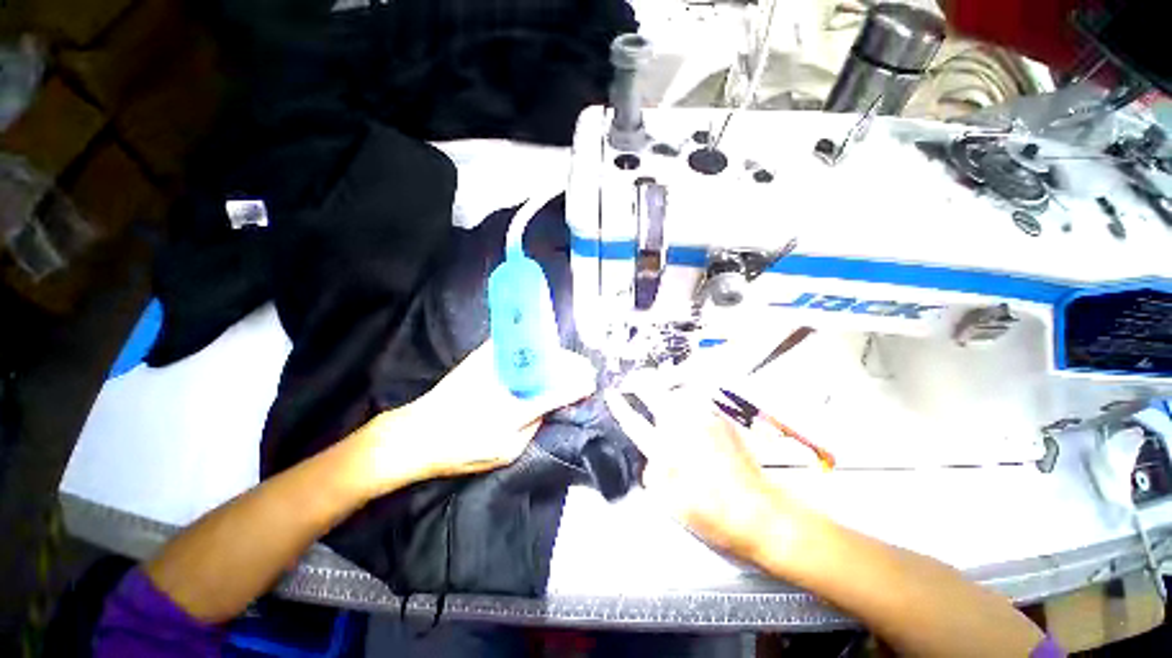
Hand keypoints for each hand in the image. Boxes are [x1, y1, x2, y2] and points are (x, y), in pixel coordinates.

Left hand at [354, 341, 596, 493]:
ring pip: (537, 350)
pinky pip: (517, 345)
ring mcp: (496, 359)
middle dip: (571, 365)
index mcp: (518, 403)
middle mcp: (510, 374)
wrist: (418, 431)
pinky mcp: (485, 353)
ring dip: (555, 357)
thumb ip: (535, 422)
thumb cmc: (463, 447)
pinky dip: (535, 350)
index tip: (591, 381)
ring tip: (568, 366)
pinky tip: (542, 359)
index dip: (579, 381)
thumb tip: (552, 402)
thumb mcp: (507, 447)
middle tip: (583, 372)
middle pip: (551, 360)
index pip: (560, 386)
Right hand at [605, 378, 805, 560]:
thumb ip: (653, 473)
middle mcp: (683, 426)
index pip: (634, 421)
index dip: (620, 407)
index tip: (611, 394)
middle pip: (656, 393)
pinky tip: (685, 396)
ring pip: (678, 390)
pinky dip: (686, 393)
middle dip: (640, 382)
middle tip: (632, 380)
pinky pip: (698, 397)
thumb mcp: (669, 502)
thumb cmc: (710, 513)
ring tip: (657, 381)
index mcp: (666, 447)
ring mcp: (705, 419)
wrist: (758, 512)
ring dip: (664, 384)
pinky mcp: (722, 420)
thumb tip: (652, 457)